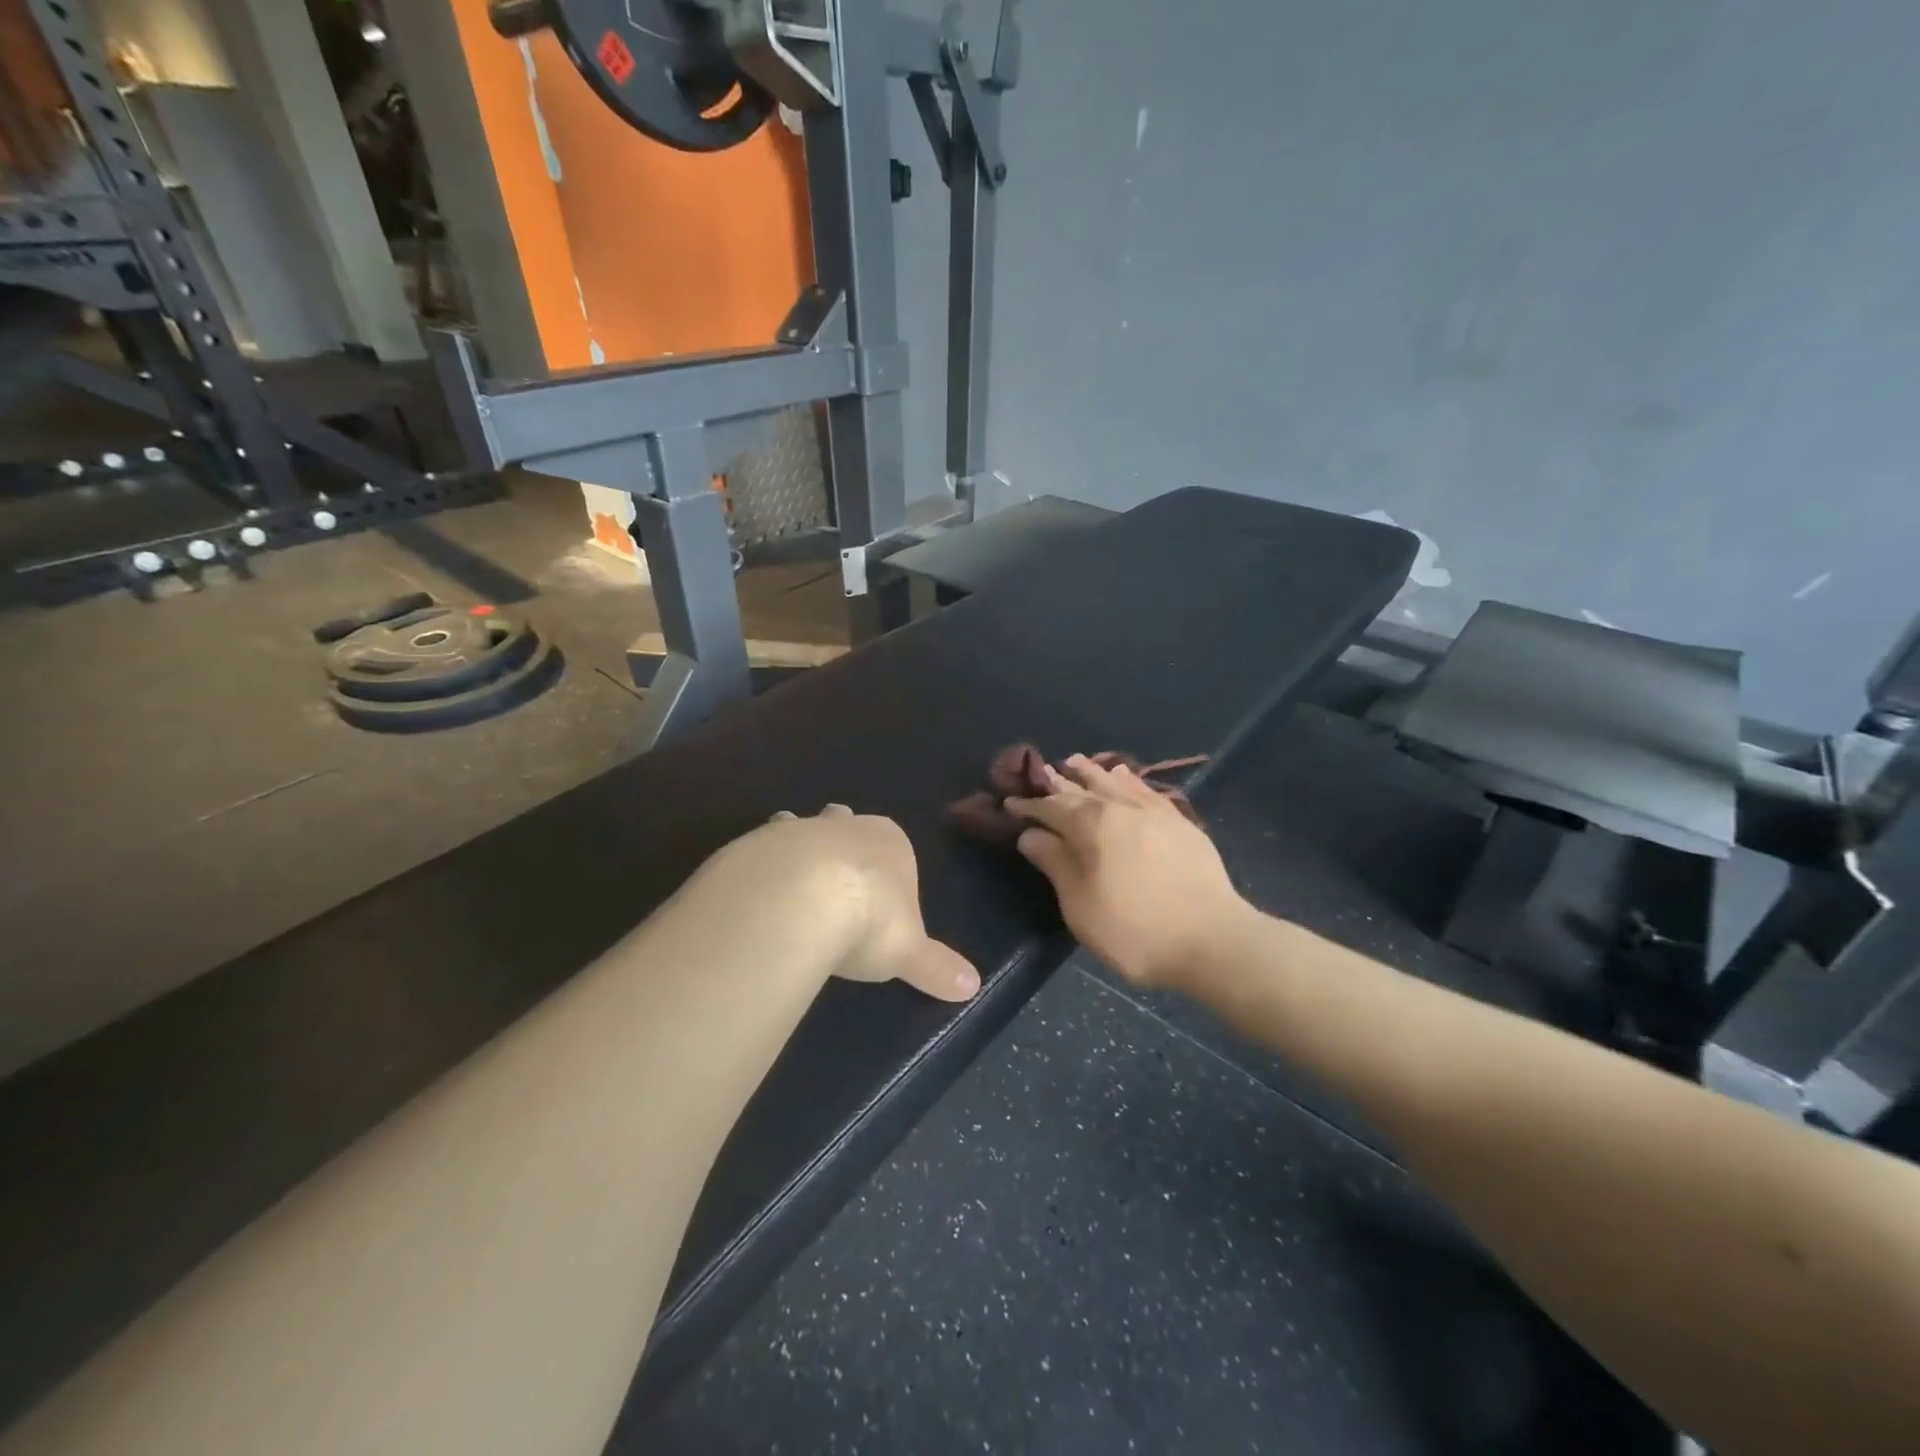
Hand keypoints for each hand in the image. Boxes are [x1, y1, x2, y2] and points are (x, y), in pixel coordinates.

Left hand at [713, 805, 980, 1001]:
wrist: (797, 900)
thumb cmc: (868, 920)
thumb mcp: (908, 951)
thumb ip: (937, 967)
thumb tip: (973, 985)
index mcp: (888, 842)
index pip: (893, 845)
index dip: (887, 865)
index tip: (879, 892)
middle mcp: (842, 827)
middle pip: (843, 823)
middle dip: (839, 840)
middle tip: (832, 875)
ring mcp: (794, 832)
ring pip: (797, 829)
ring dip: (793, 849)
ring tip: (788, 883)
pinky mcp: (752, 846)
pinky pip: (758, 855)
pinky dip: (757, 871)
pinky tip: (754, 899)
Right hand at [1008, 754, 1249, 990]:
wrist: (1213, 940)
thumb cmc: (1135, 930)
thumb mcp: (1080, 905)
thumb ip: (1054, 863)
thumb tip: (1030, 833)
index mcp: (1090, 826)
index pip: (1051, 807)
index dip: (1028, 805)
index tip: (1010, 802)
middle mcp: (1120, 807)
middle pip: (1081, 789)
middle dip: (1056, 783)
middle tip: (1039, 775)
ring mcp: (1154, 811)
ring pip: (1114, 782)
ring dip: (1091, 772)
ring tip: (1074, 762)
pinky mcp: (1180, 821)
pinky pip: (1146, 789)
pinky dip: (1128, 779)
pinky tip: (1123, 775)